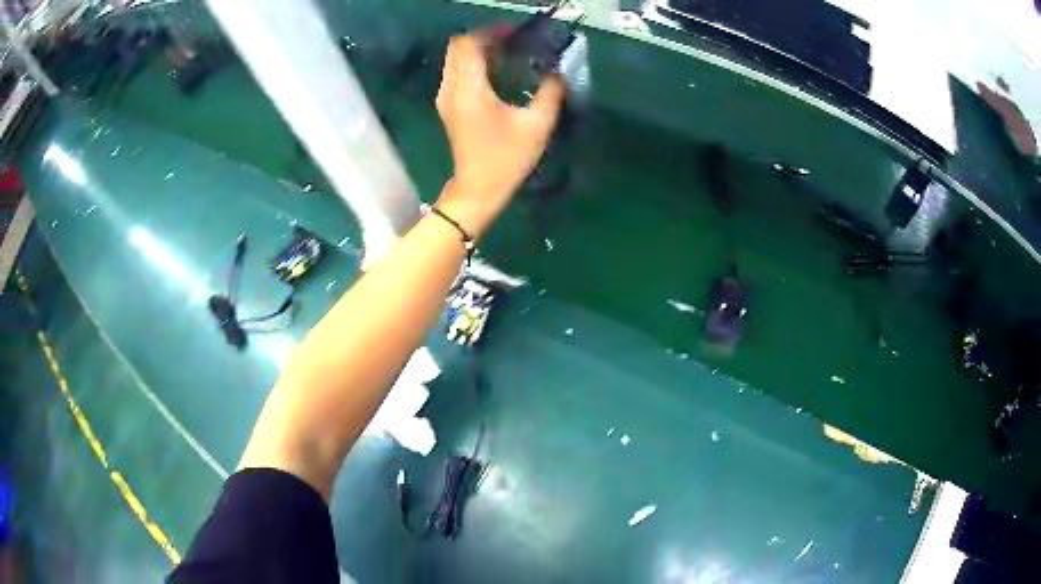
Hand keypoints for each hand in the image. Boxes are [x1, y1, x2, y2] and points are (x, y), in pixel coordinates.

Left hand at [435, 33, 565, 235]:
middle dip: (483, 38)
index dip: (490, 33)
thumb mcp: (537, 126)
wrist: (478, 189)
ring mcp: (445, 97)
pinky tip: (495, 71)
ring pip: (454, 58)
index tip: (514, 34)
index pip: (470, 44)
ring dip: (476, 50)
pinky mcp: (447, 105)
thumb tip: (558, 71)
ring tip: (505, 54)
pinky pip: (455, 71)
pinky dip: (471, 63)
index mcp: (470, 90)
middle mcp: (451, 89)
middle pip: (457, 46)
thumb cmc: (507, 159)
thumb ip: (551, 93)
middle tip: (511, 42)